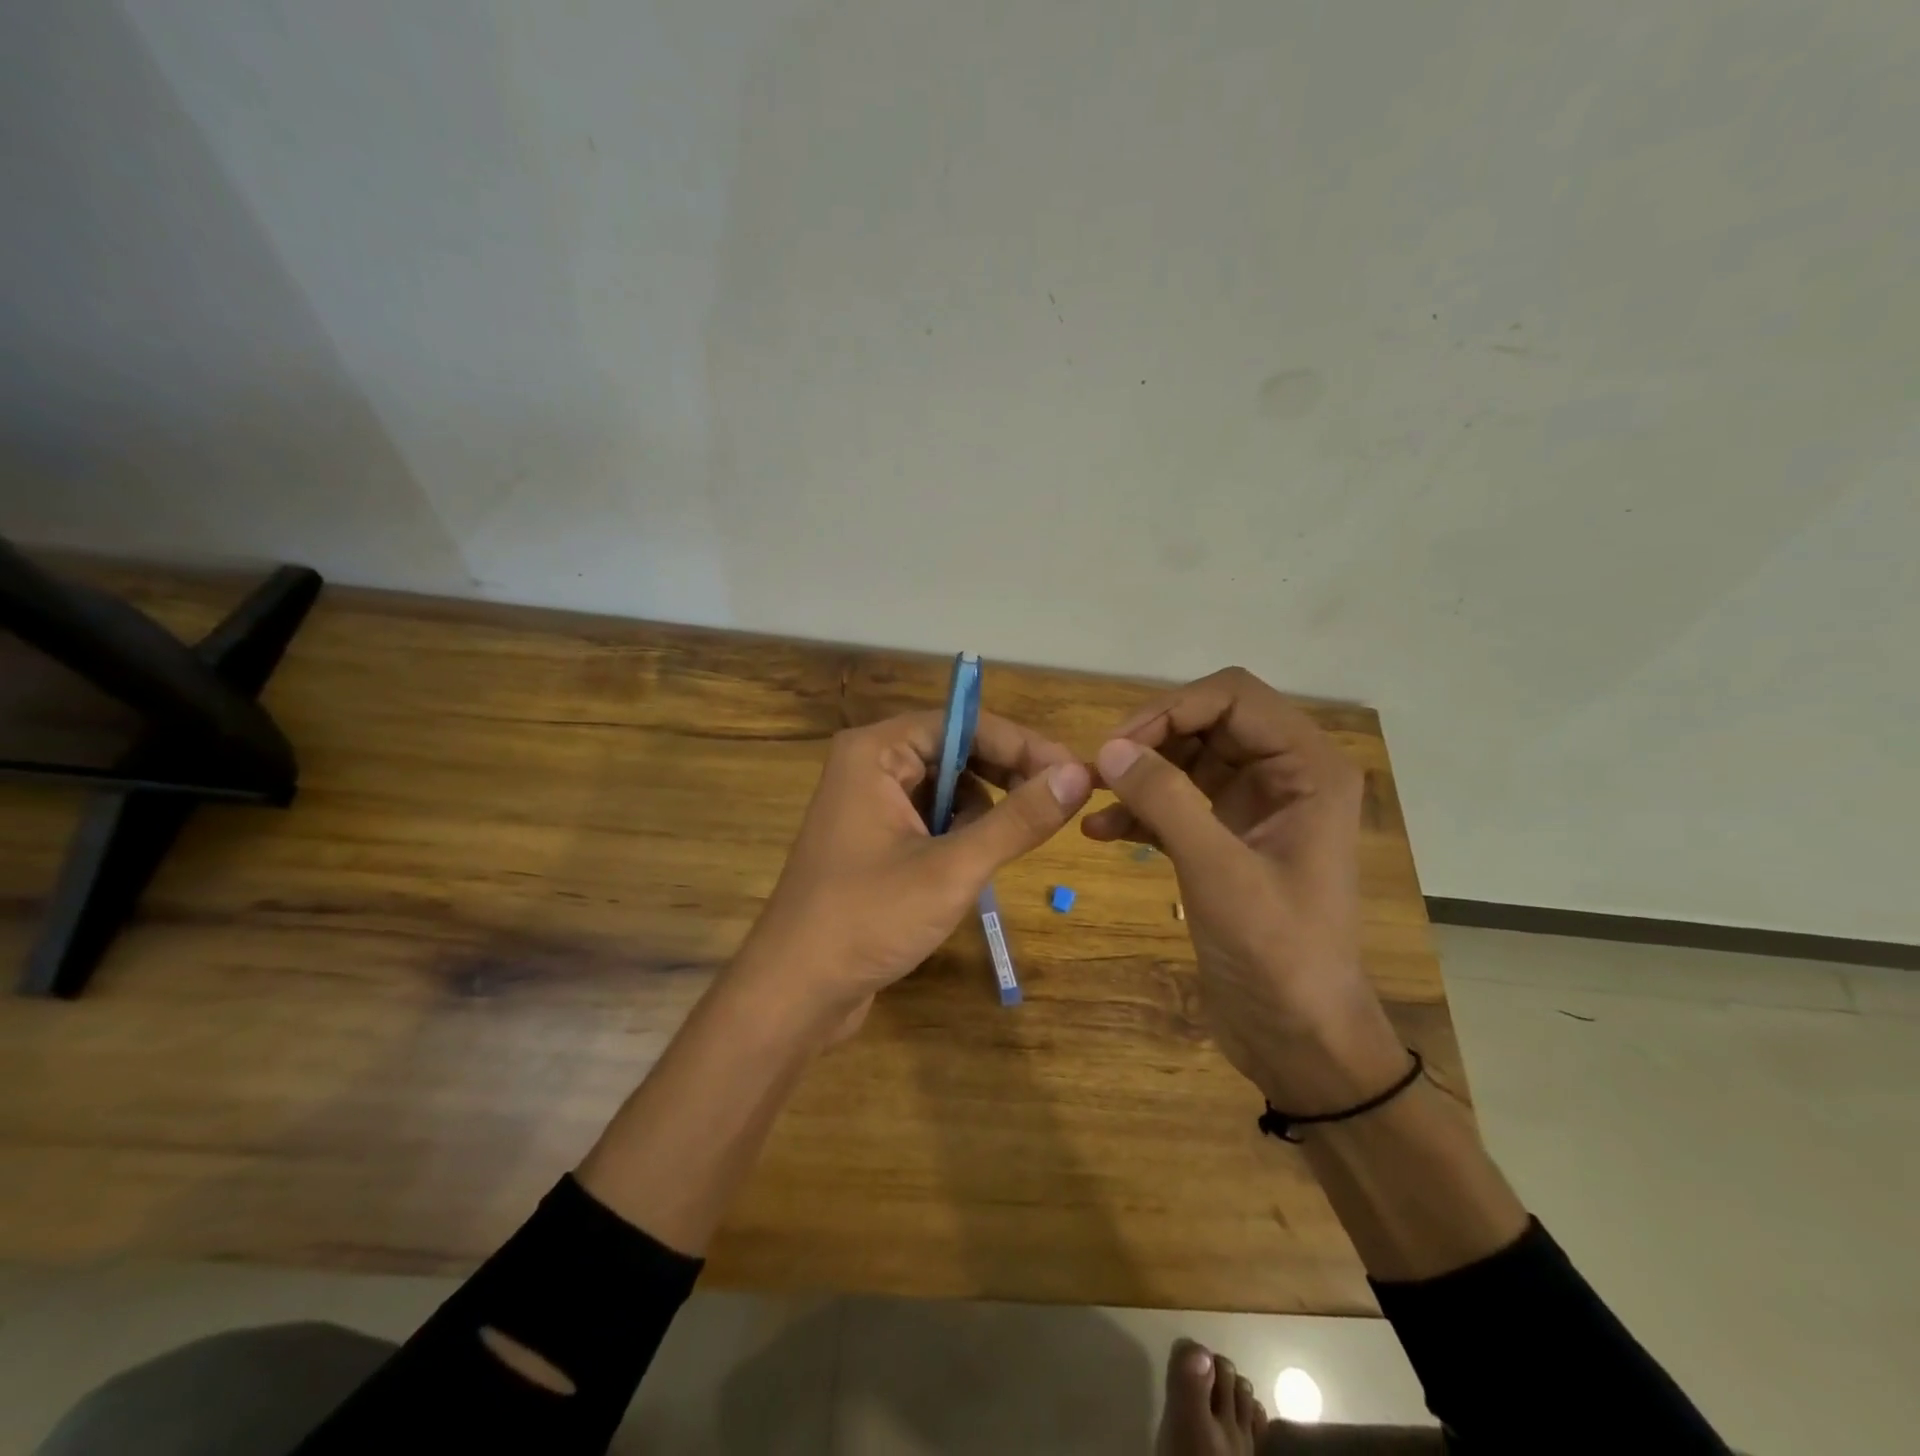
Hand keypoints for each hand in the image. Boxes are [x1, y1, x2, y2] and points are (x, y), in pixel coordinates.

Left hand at [731, 709, 1092, 1040]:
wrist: (795, 991)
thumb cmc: (868, 919)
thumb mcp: (952, 868)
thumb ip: (1017, 819)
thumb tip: (1078, 775)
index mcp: (876, 752)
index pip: (963, 723)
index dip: (1022, 745)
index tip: (1074, 772)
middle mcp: (870, 766)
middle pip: (956, 750)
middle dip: (1006, 776)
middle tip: (1059, 804)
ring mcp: (869, 804)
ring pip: (948, 787)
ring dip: (984, 810)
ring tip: (1007, 846)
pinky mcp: (874, 840)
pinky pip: (931, 818)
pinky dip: (960, 834)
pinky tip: (971, 867)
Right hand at [1083, 668, 1405, 1108]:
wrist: (1299, 1038)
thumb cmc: (1277, 954)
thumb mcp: (1219, 872)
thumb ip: (1166, 800)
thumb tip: (1110, 748)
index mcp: (1308, 768)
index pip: (1234, 696)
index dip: (1173, 708)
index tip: (1119, 744)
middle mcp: (1285, 776)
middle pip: (1207, 722)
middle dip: (1151, 739)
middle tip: (1098, 769)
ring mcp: (1254, 808)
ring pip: (1187, 760)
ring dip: (1139, 773)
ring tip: (1090, 796)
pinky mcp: (1226, 840)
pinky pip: (1178, 802)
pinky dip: (1140, 810)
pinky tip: (1100, 832)